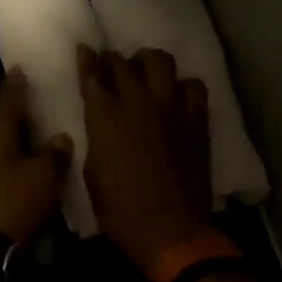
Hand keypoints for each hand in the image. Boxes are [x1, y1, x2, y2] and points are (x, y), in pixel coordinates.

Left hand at [0, 69, 73, 244]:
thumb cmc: (17, 201)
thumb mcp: (44, 175)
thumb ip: (55, 153)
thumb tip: (61, 137)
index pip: (9, 101)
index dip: (16, 84)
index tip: (19, 66)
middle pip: (6, 120)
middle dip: (21, 108)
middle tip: (38, 92)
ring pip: (8, 142)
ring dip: (23, 133)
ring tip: (44, 123)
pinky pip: (11, 161)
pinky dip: (24, 154)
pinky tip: (39, 156)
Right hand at [78, 46, 213, 276]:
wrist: (170, 232)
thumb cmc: (120, 209)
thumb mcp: (92, 172)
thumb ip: (96, 138)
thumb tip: (99, 124)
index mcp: (105, 118)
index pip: (93, 76)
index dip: (87, 60)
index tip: (85, 49)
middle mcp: (138, 105)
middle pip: (124, 64)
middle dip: (114, 60)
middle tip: (112, 65)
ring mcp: (171, 110)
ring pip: (161, 63)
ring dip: (149, 63)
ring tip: (146, 72)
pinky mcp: (195, 122)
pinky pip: (194, 87)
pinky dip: (183, 87)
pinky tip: (176, 97)